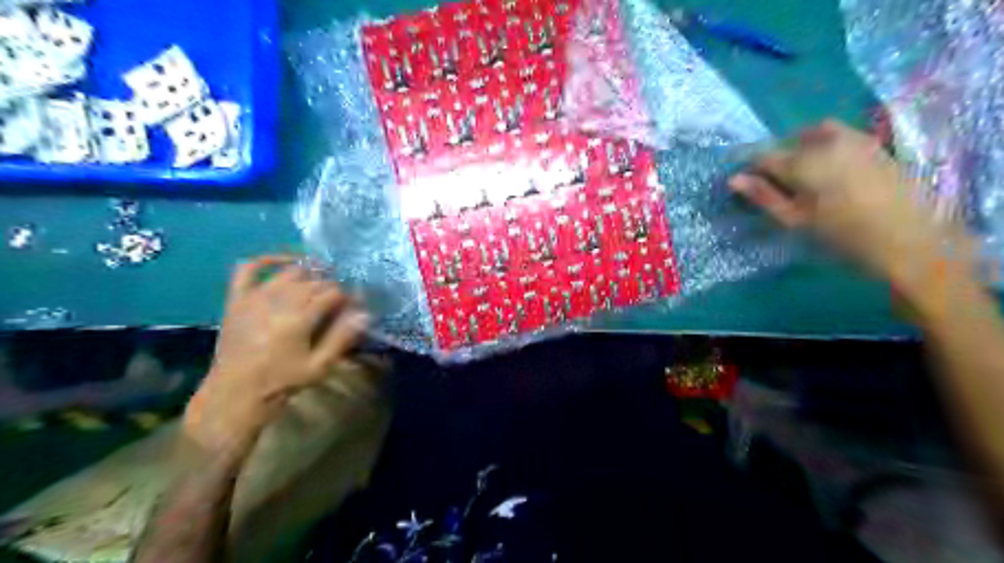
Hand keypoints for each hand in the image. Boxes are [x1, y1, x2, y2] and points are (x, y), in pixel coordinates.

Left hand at [182, 258, 367, 455]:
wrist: (235, 394)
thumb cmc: (281, 382)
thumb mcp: (319, 366)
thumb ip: (341, 337)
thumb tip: (364, 313)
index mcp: (299, 318)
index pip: (332, 293)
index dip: (348, 297)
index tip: (355, 306)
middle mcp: (277, 301)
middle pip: (314, 281)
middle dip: (332, 287)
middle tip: (339, 301)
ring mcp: (254, 297)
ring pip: (290, 272)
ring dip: (309, 273)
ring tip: (321, 281)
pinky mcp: (237, 299)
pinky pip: (249, 269)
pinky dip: (267, 260)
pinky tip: (284, 261)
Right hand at [731, 118, 964, 292]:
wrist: (910, 239)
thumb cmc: (843, 235)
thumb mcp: (796, 220)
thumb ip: (763, 196)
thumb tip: (733, 179)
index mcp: (803, 160)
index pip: (762, 155)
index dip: (749, 169)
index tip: (745, 185)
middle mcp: (827, 141)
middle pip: (787, 142)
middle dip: (775, 159)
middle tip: (774, 186)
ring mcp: (854, 138)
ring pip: (812, 134)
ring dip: (799, 150)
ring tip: (801, 177)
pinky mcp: (873, 143)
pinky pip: (837, 136)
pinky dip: (823, 148)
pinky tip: (828, 173)